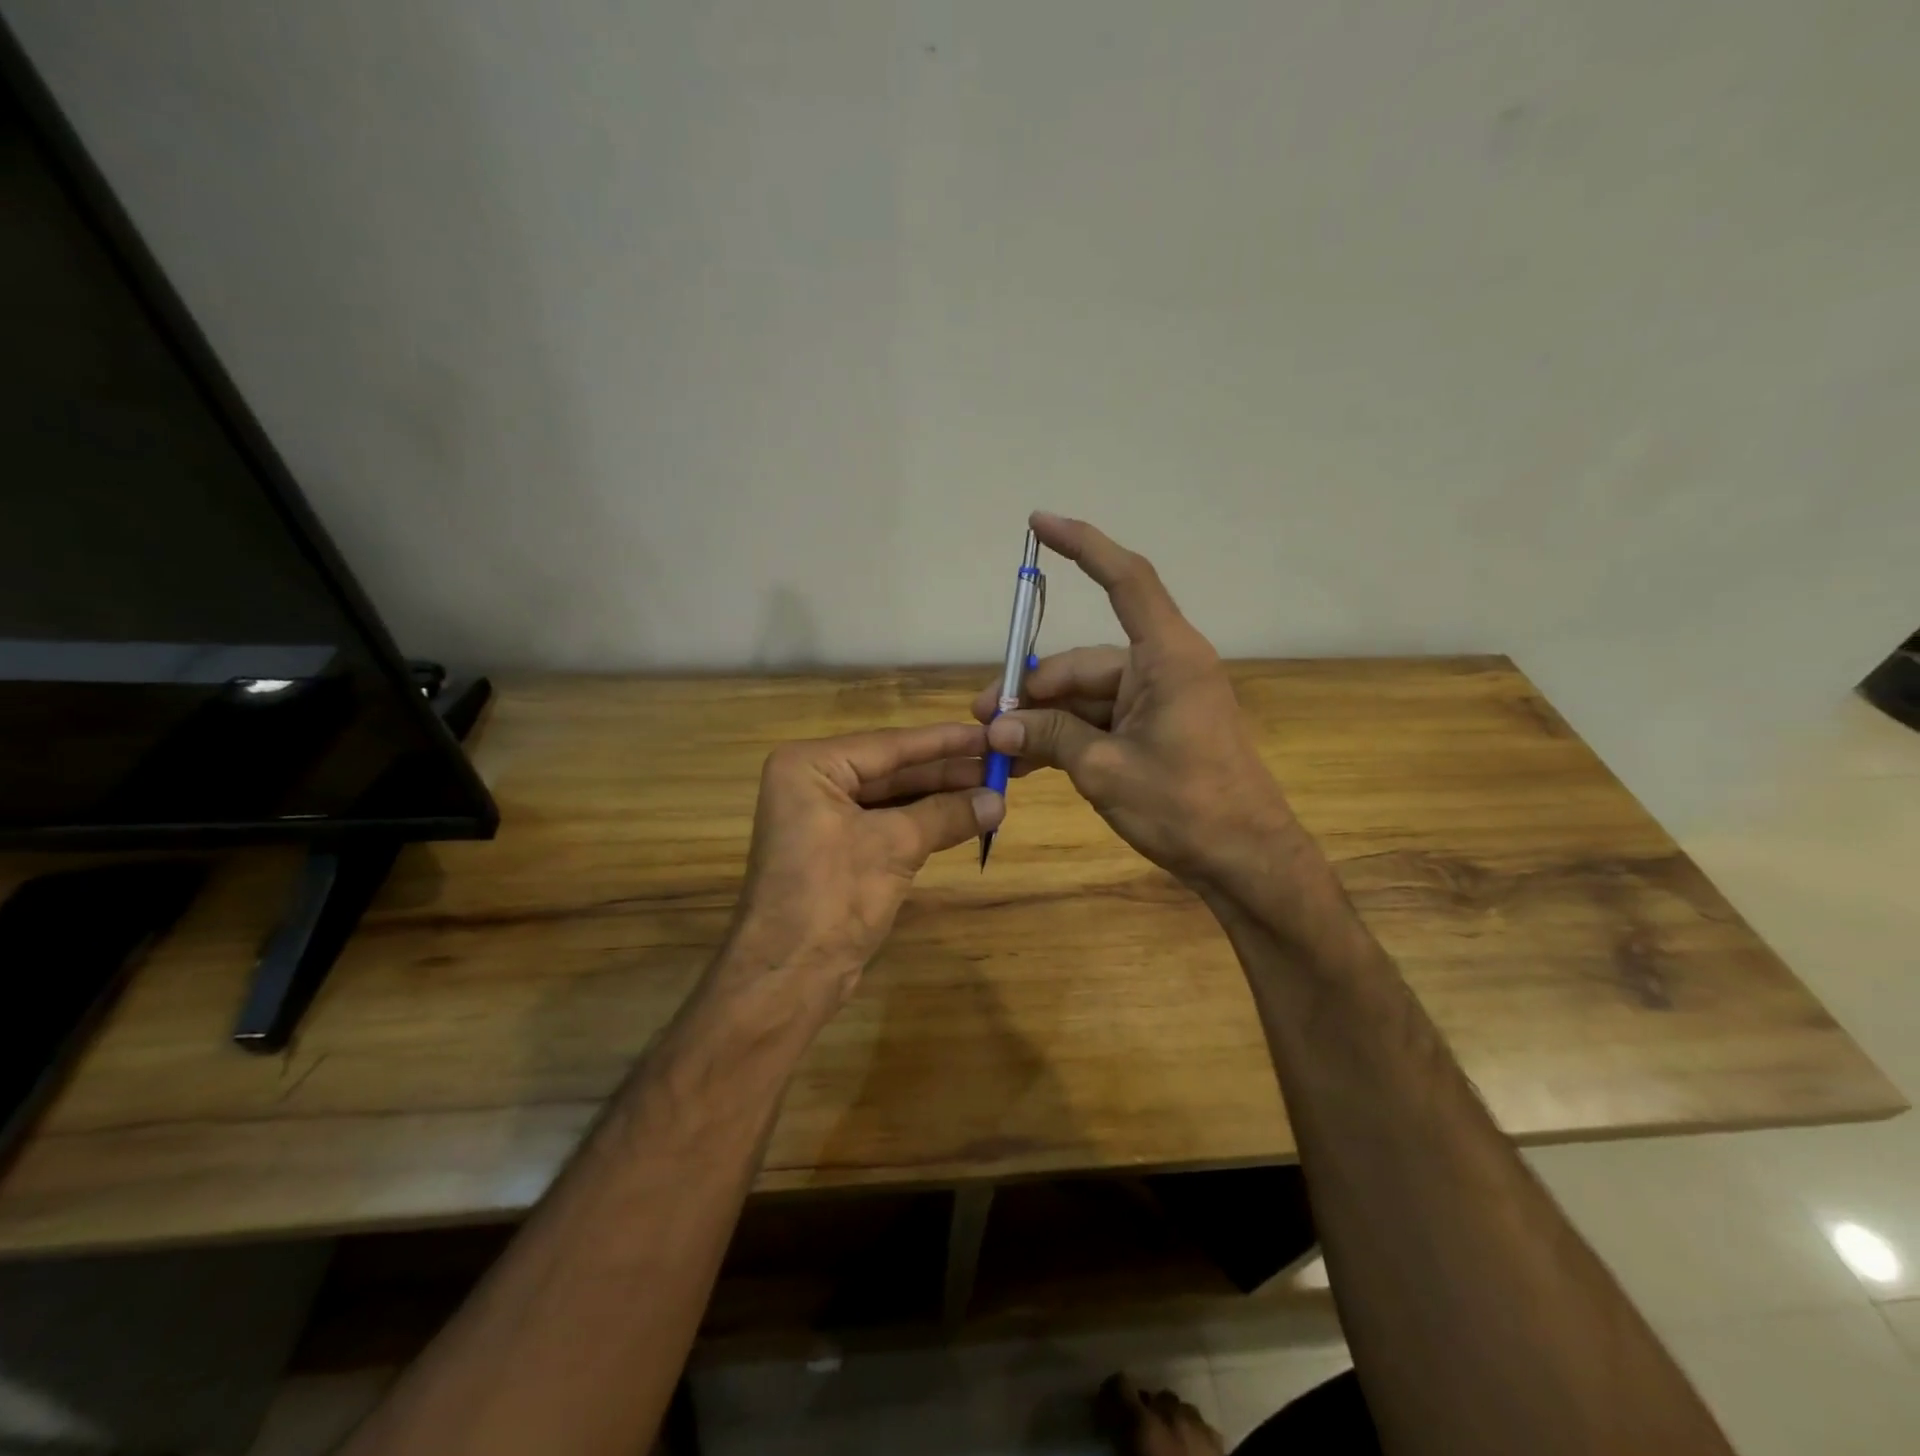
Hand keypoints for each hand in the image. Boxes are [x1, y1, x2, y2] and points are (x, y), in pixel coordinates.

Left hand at [725, 722, 1003, 1005]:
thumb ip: (946, 814)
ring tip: (991, 790)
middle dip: (946, 772)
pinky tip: (962, 817)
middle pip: (891, 769)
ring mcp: (822, 817)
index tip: (990, 733)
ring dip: (939, 798)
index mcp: (810, 766)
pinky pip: (886, 823)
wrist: (787, 976)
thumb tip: (999, 799)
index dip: (945, 741)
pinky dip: (923, 822)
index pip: (890, 745)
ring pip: (892, 797)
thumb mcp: (894, 846)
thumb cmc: (832, 897)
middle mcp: (812, 782)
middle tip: (1000, 765)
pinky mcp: (836, 849)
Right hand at [972, 512, 1293, 892]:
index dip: (1083, 545)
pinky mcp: (1156, 729)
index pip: (1125, 580)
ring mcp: (1160, 700)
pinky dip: (1067, 735)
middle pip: (1085, 661)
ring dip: (1044, 719)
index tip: (1039, 523)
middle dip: (1033, 690)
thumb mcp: (1104, 770)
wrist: (1245, 861)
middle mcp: (1164, 668)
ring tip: (999, 746)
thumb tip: (997, 728)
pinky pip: (1101, 720)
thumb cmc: (1185, 807)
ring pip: (1087, 696)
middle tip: (985, 719)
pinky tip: (1028, 759)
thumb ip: (1049, 738)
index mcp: (1167, 657)